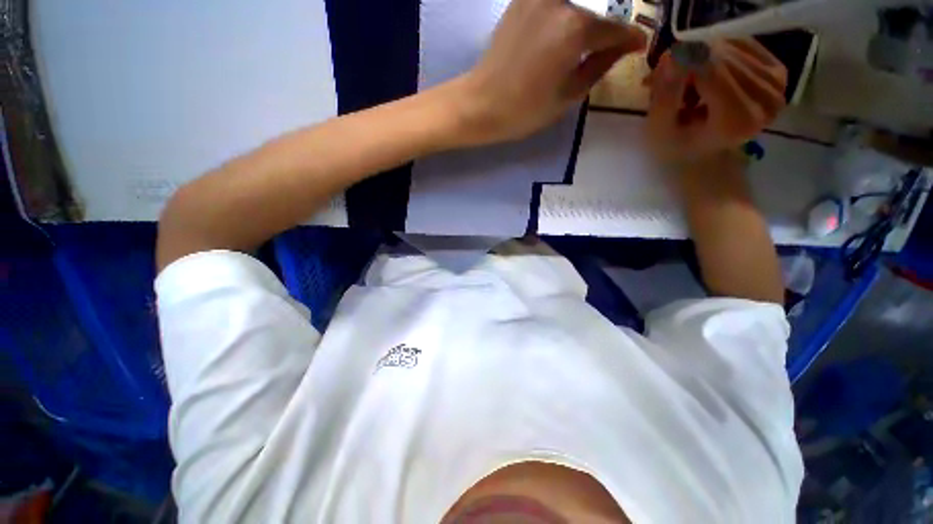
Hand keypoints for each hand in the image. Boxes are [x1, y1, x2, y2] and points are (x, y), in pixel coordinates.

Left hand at [455, 0, 646, 145]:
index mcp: (575, 30)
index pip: (615, 29)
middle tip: (613, 41)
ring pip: (575, 3)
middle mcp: (561, 1)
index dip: (630, 39)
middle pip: (596, 10)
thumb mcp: (568, 97)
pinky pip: (554, 2)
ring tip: (585, 41)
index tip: (638, 45)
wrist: (481, 104)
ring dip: (586, 17)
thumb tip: (622, 47)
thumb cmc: (524, 110)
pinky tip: (564, 27)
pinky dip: (565, 11)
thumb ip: (599, 66)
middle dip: (608, 26)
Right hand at [646, 39, 787, 163]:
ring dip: (702, 60)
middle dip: (689, 63)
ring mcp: (777, 84)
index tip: (657, 76)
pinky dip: (719, 54)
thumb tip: (670, 56)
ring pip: (730, 49)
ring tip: (689, 85)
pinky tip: (709, 75)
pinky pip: (743, 44)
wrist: (710, 157)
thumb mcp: (660, 131)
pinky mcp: (780, 71)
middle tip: (669, 82)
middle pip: (720, 57)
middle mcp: (766, 99)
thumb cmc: (680, 148)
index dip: (680, 64)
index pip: (710, 70)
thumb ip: (665, 97)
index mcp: (736, 120)